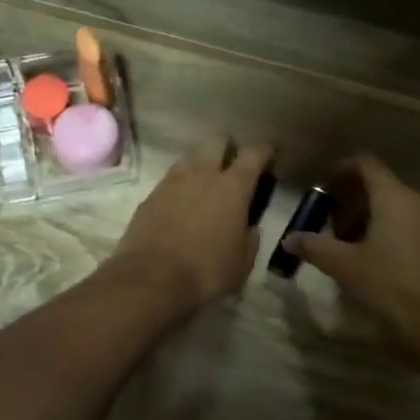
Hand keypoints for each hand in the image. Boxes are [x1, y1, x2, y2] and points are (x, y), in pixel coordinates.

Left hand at [112, 138, 271, 314]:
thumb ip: (250, 238)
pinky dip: (180, 184)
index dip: (264, 152)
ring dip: (202, 163)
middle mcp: (202, 174)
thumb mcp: (242, 262)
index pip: (254, 154)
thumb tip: (250, 227)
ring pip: (191, 156)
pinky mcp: (150, 195)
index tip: (269, 157)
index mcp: (233, 187)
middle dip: (228, 147)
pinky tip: (182, 203)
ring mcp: (172, 181)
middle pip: (217, 141)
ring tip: (206, 183)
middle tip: (233, 166)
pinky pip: (170, 178)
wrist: (151, 279)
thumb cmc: (206, 271)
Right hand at [283, 155, 419, 354]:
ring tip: (351, 244)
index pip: (367, 164)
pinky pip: (413, 226)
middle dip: (353, 200)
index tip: (324, 187)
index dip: (342, 169)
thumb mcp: (342, 266)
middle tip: (332, 224)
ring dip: (372, 217)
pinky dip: (392, 231)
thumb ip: (313, 246)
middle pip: (382, 186)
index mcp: (394, 198)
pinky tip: (378, 260)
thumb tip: (289, 239)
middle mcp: (419, 203)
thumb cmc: (387, 286)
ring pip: (398, 208)